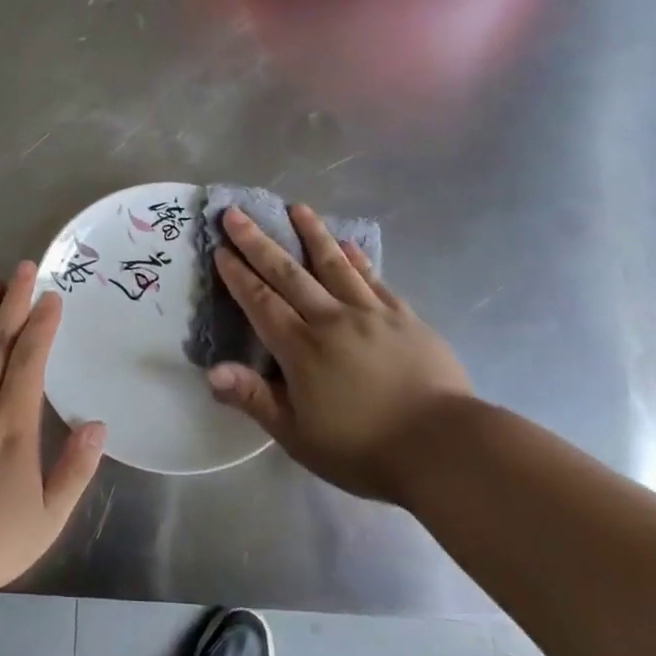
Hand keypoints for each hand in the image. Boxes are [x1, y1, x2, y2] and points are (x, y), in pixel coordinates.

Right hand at [207, 205, 472, 500]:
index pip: (260, 302)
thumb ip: (254, 398)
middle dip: (258, 242)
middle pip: (288, 273)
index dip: (237, 275)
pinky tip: (349, 244)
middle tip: (237, 213)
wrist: (445, 447)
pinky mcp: (405, 319)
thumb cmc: (363, 448)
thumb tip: (211, 371)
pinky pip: (374, 280)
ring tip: (296, 207)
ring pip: (334, 265)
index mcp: (300, 348)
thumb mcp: (297, 435)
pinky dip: (358, 260)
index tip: (220, 248)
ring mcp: (371, 314)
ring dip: (312, 234)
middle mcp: (331, 319)